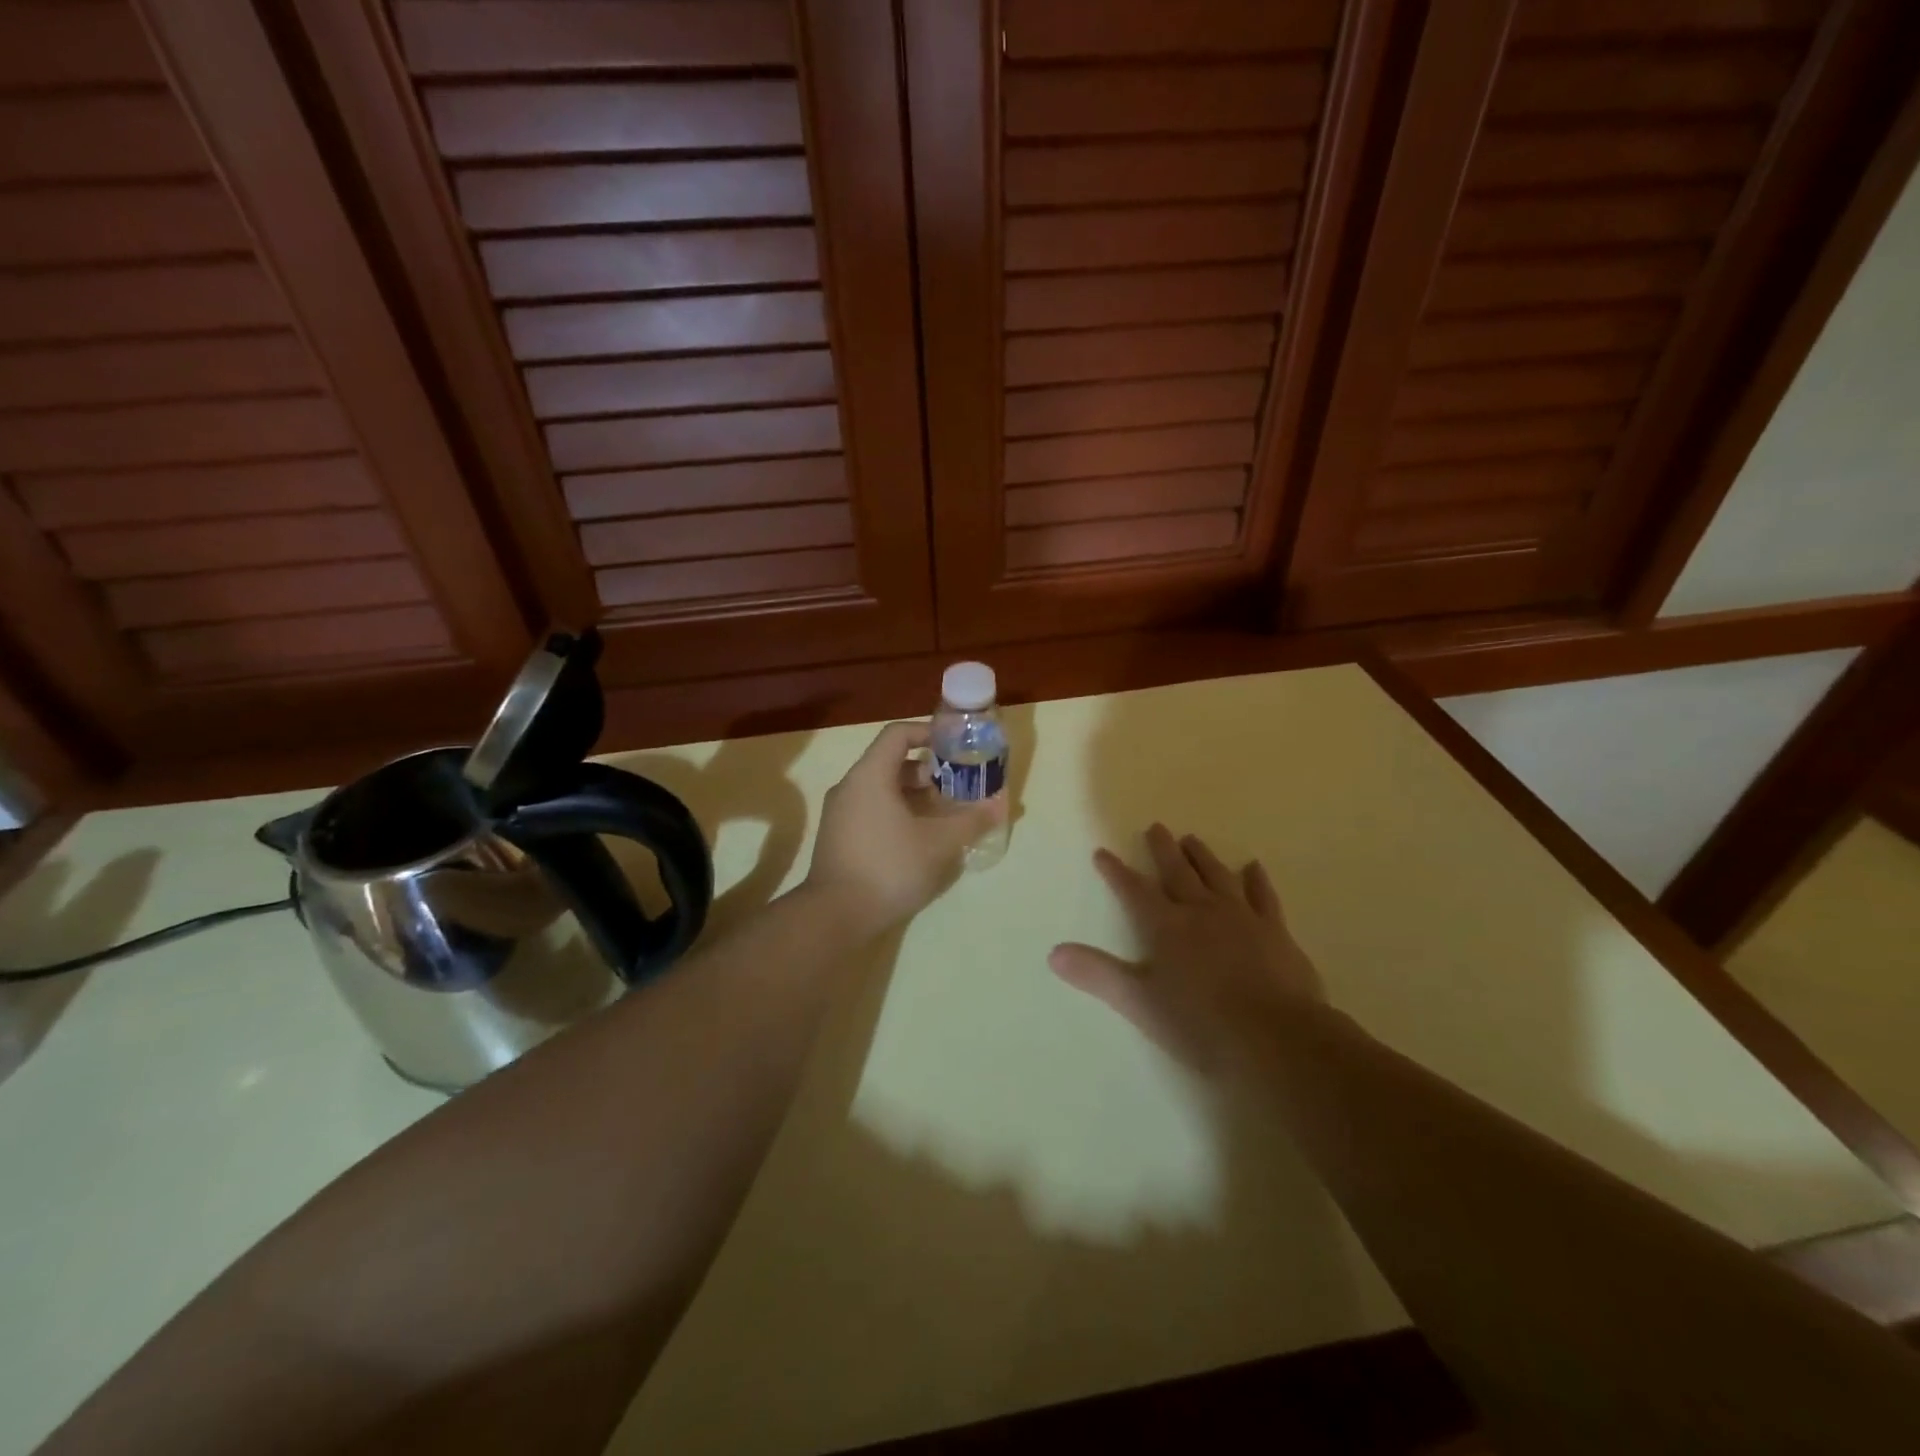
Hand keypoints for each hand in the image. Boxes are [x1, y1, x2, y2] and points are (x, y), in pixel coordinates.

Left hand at [804, 721, 1006, 937]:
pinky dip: (898, 813)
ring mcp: (840, 813)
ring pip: (882, 789)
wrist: (834, 916)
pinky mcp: (838, 837)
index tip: (955, 747)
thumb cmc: (889, 867)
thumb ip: (970, 820)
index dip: (928, 733)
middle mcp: (850, 786)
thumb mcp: (939, 843)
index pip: (898, 734)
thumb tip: (998, 807)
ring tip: (944, 816)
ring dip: (915, 796)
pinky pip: (872, 810)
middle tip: (957, 788)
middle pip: (892, 762)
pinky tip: (920, 839)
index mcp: (870, 775)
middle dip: (928, 772)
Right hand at [1049, 824, 1323, 1074]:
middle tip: (1156, 827)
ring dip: (1202, 857)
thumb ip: (1098, 974)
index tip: (1103, 852)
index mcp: (1166, 927)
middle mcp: (1201, 912)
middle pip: (1178, 873)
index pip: (1134, 891)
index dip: (1116, 872)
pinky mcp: (1276, 932)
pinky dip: (1256, 880)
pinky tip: (1253, 867)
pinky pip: (1263, 896)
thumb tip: (1054, 953)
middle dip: (1163, 850)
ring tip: (1192, 839)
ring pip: (1217, 876)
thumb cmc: (1200, 1024)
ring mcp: (1242, 918)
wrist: (1276, 1038)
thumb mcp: (1140, 1003)